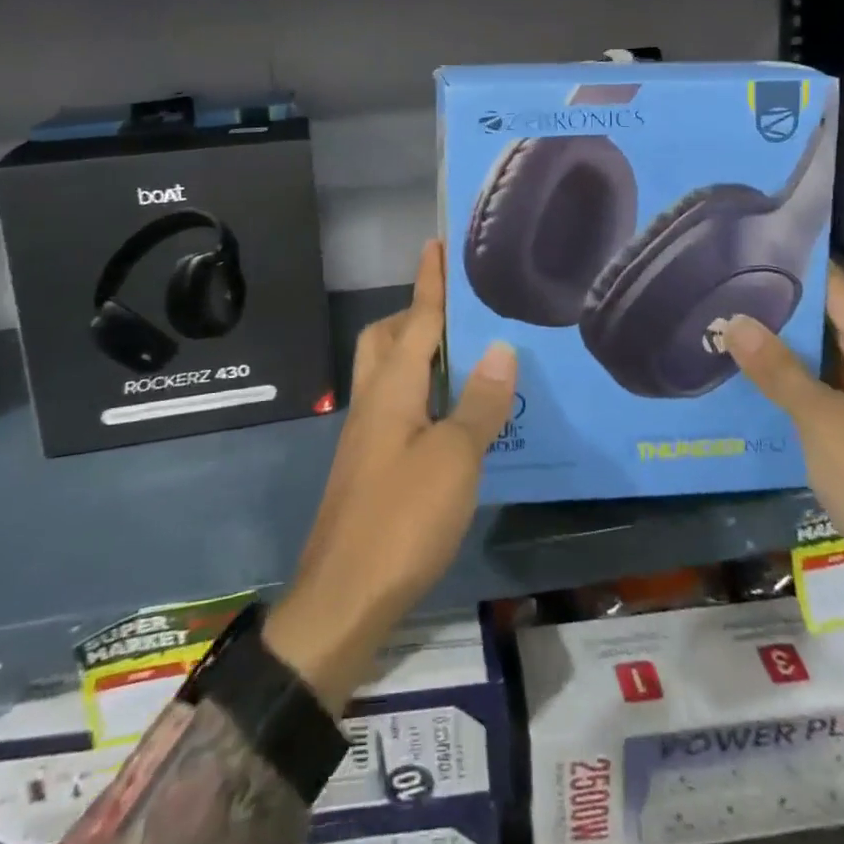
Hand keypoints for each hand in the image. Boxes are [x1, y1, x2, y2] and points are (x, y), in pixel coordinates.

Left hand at [265, 241, 516, 710]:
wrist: (343, 599)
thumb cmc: (402, 520)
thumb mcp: (454, 459)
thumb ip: (478, 403)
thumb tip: (500, 348)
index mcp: (391, 387)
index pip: (417, 319)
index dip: (429, 281)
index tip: (435, 244)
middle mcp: (373, 401)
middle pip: (388, 339)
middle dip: (417, 314)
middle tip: (458, 311)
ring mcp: (368, 435)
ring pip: (389, 373)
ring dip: (420, 354)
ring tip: (465, 357)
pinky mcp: (372, 465)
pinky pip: (397, 406)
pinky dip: (423, 394)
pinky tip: (453, 416)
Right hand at [721, 265, 843, 636]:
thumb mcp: (823, 424)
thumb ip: (778, 371)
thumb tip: (736, 320)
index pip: (843, 294)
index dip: (800, 269)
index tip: (750, 251)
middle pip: (836, 328)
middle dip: (784, 313)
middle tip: (725, 293)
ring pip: (831, 368)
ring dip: (787, 355)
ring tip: (731, 334)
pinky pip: (833, 404)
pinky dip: (799, 393)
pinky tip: (757, 391)